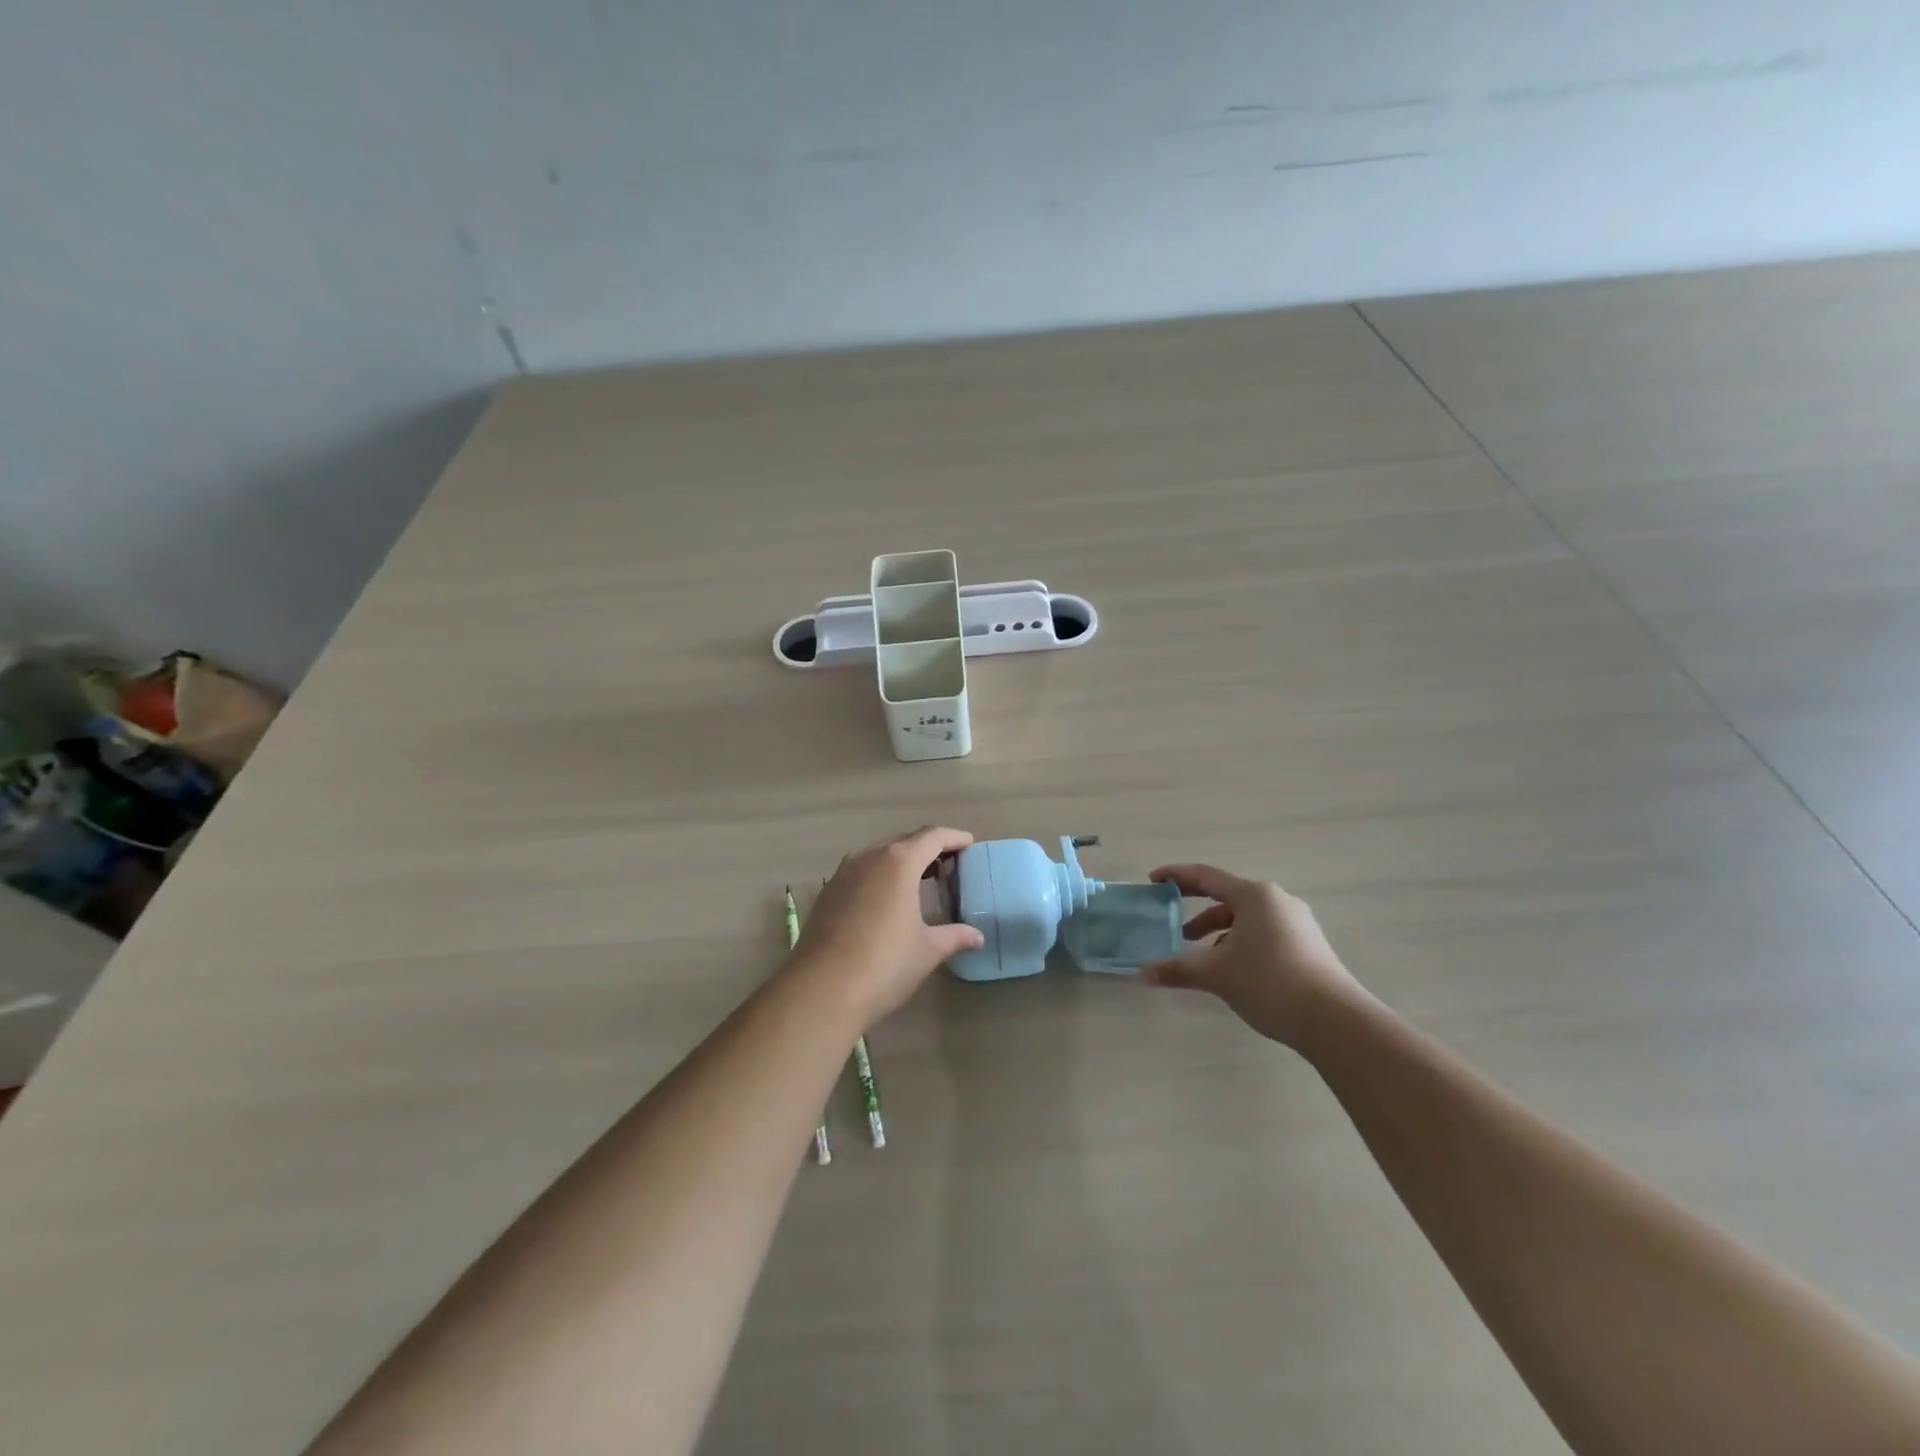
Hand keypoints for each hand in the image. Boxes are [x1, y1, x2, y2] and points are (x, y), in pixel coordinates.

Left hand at [789, 826, 985, 1027]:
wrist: (820, 991)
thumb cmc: (883, 965)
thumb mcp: (927, 951)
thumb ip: (954, 937)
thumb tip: (978, 937)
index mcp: (898, 862)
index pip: (932, 837)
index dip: (954, 837)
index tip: (970, 843)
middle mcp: (869, 857)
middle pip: (905, 840)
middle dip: (929, 848)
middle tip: (949, 864)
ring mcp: (843, 873)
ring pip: (879, 854)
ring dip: (902, 860)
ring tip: (921, 879)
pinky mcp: (828, 892)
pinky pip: (861, 870)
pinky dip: (881, 874)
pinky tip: (888, 899)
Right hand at [1141, 863, 1362, 1047]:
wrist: (1335, 1021)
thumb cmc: (1270, 982)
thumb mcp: (1217, 974)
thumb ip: (1178, 969)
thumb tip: (1143, 974)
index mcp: (1254, 895)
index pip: (1206, 876)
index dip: (1176, 876)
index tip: (1153, 881)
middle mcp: (1276, 900)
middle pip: (1227, 896)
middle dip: (1196, 910)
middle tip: (1171, 920)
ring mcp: (1297, 922)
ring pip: (1246, 918)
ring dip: (1218, 931)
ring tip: (1200, 955)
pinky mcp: (1307, 945)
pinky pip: (1263, 932)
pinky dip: (1240, 942)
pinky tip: (1232, 969)